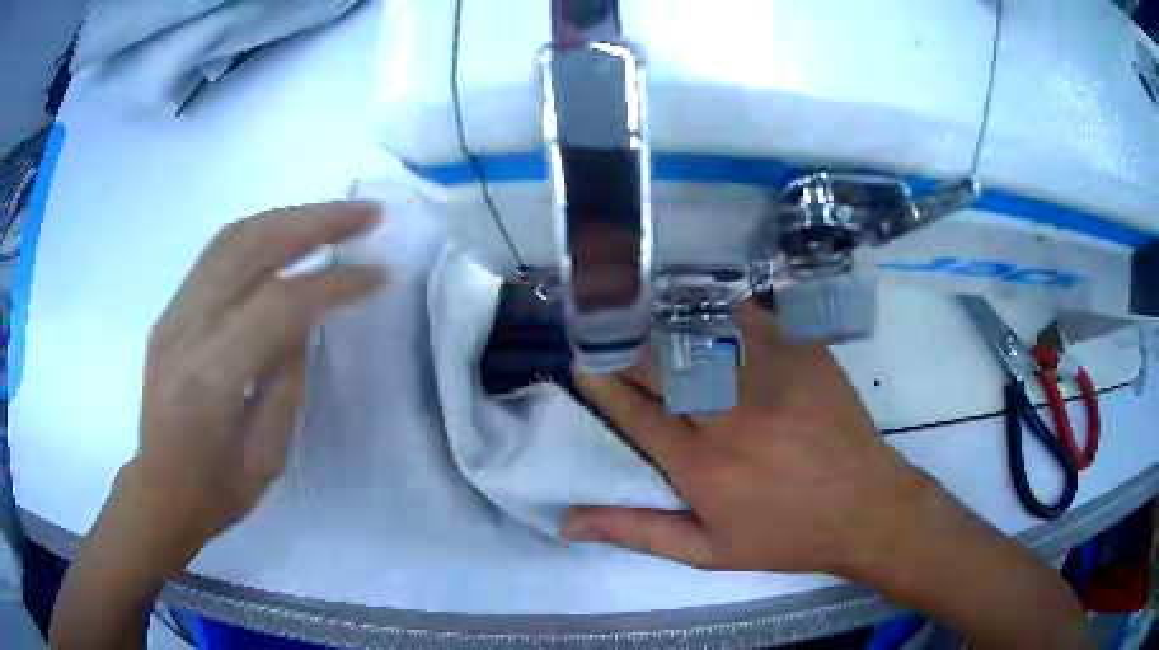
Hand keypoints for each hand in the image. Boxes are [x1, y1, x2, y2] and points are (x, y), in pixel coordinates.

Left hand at [128, 201, 384, 553]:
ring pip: (232, 238)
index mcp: (211, 381)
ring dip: (289, 217)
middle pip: (251, 247)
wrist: (158, 492)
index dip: (333, 283)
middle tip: (365, 214)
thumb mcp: (267, 457)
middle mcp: (185, 331)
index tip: (378, 275)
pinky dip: (261, 234)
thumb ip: (287, 381)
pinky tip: (290, 236)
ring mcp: (172, 314)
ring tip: (335, 216)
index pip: (278, 305)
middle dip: (315, 221)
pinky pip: (217, 254)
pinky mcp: (170, 310)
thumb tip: (306, 320)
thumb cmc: (216, 492)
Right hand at [564, 301, 932, 574]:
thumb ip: (638, 532)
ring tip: (646, 315)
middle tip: (611, 337)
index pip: (635, 413)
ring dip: (667, 325)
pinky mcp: (803, 354)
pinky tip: (706, 308)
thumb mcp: (709, 551)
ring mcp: (771, 377)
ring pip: (702, 336)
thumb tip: (569, 522)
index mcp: (702, 466)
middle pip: (661, 367)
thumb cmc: (786, 537)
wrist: (866, 508)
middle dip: (627, 349)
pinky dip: (720, 312)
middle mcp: (731, 415)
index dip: (603, 385)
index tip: (586, 364)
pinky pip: (750, 320)